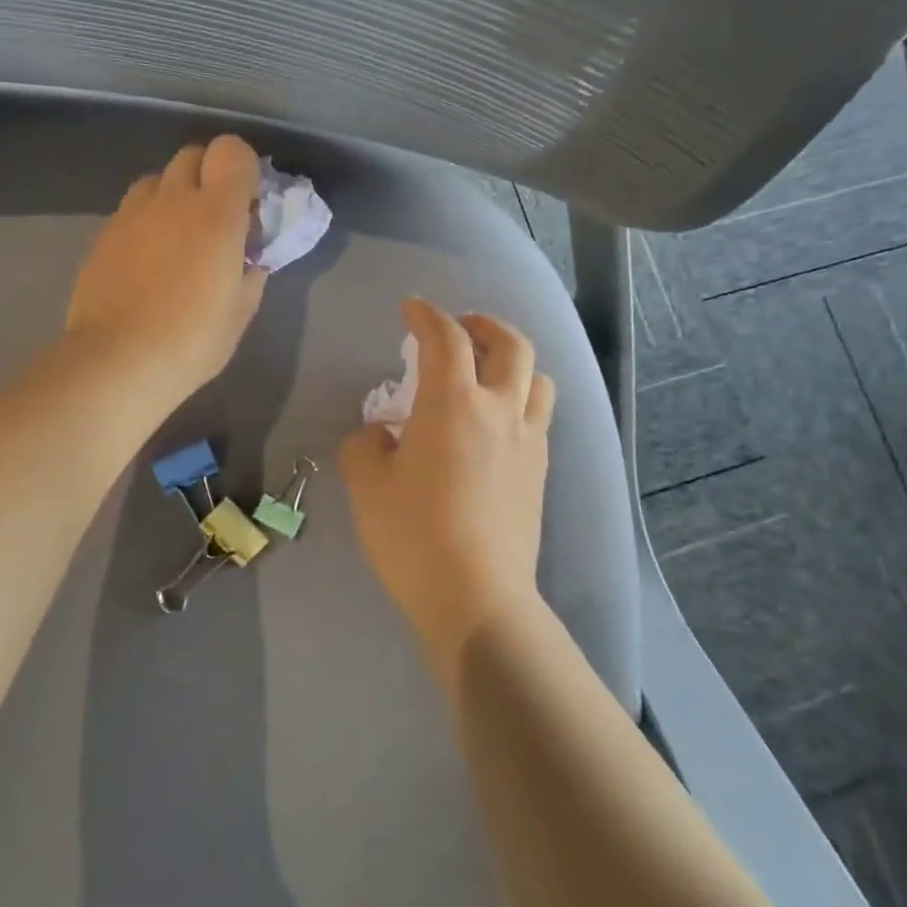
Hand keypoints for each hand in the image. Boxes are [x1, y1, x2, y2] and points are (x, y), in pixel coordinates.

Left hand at [65, 135, 268, 405]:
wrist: (117, 362)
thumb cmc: (192, 341)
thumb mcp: (240, 311)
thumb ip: (251, 271)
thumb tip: (249, 256)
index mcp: (215, 214)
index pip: (232, 151)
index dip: (244, 169)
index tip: (249, 203)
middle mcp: (172, 200)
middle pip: (192, 155)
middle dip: (209, 176)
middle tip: (217, 219)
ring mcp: (132, 214)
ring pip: (158, 179)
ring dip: (175, 196)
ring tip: (179, 238)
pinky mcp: (104, 234)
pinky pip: (133, 209)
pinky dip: (148, 221)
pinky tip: (149, 261)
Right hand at [340, 299, 555, 673]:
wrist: (477, 597)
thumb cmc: (414, 536)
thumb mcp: (367, 486)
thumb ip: (366, 445)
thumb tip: (383, 434)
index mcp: (453, 404)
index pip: (445, 339)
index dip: (427, 315)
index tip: (411, 309)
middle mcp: (500, 411)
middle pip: (511, 344)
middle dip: (484, 325)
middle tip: (462, 327)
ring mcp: (528, 442)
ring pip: (538, 378)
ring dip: (513, 362)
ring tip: (488, 373)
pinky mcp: (541, 473)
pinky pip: (539, 417)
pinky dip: (521, 400)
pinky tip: (497, 424)